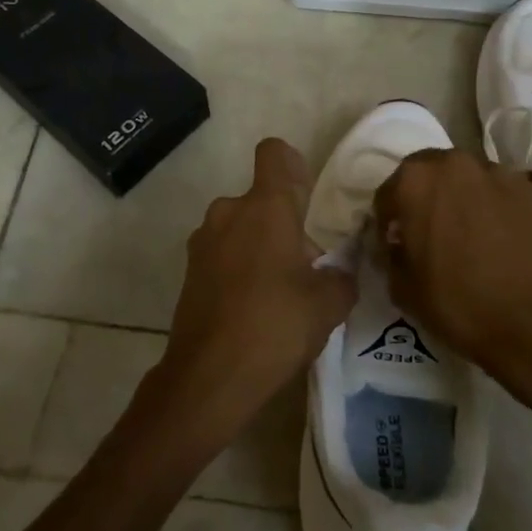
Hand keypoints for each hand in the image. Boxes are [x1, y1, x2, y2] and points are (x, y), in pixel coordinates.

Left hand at [158, 139, 356, 442]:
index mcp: (265, 207)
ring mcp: (203, 241)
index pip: (274, 153)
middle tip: (304, 267)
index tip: (306, 198)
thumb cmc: (274, 327)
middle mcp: (229, 211)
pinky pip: (222, 252)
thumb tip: (341, 270)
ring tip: (279, 292)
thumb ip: (342, 276)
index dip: (292, 165)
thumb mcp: (328, 304)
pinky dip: (238, 267)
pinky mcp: (189, 270)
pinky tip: (253, 308)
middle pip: (261, 199)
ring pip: (240, 226)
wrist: (208, 377)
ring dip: (259, 245)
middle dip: (283, 222)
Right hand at [373, 148, 531, 377]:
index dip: (387, 222)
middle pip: (427, 173)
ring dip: (458, 197)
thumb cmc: (457, 303)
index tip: (394, 244)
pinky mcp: (528, 188)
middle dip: (423, 197)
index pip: (387, 194)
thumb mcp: (402, 288)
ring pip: (464, 178)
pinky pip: (497, 191)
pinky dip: (491, 205)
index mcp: (414, 181)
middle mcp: (453, 163)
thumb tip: (397, 245)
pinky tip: (496, 236)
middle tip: (428, 232)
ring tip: (466, 232)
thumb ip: (390, 255)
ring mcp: (495, 171)